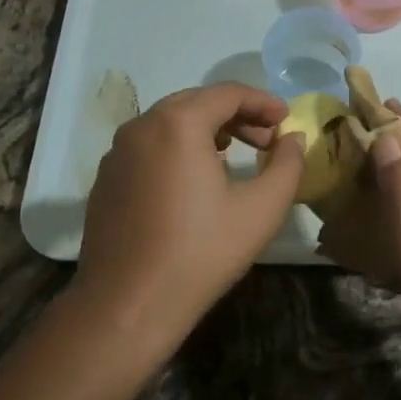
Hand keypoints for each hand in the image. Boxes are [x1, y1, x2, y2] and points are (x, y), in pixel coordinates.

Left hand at [76, 84, 304, 347]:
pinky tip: (194, 178)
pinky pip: (149, 145)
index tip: (288, 119)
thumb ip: (286, 165)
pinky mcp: (107, 177)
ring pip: (170, 122)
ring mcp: (118, 151)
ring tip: (235, 154)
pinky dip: (178, 147)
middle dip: (237, 114)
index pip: (228, 93)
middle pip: (197, 102)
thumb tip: (293, 139)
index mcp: (178, 123)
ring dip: (206, 129)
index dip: (263, 101)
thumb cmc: (200, 253)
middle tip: (267, 139)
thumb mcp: (260, 210)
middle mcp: (142, 125)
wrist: (126, 306)